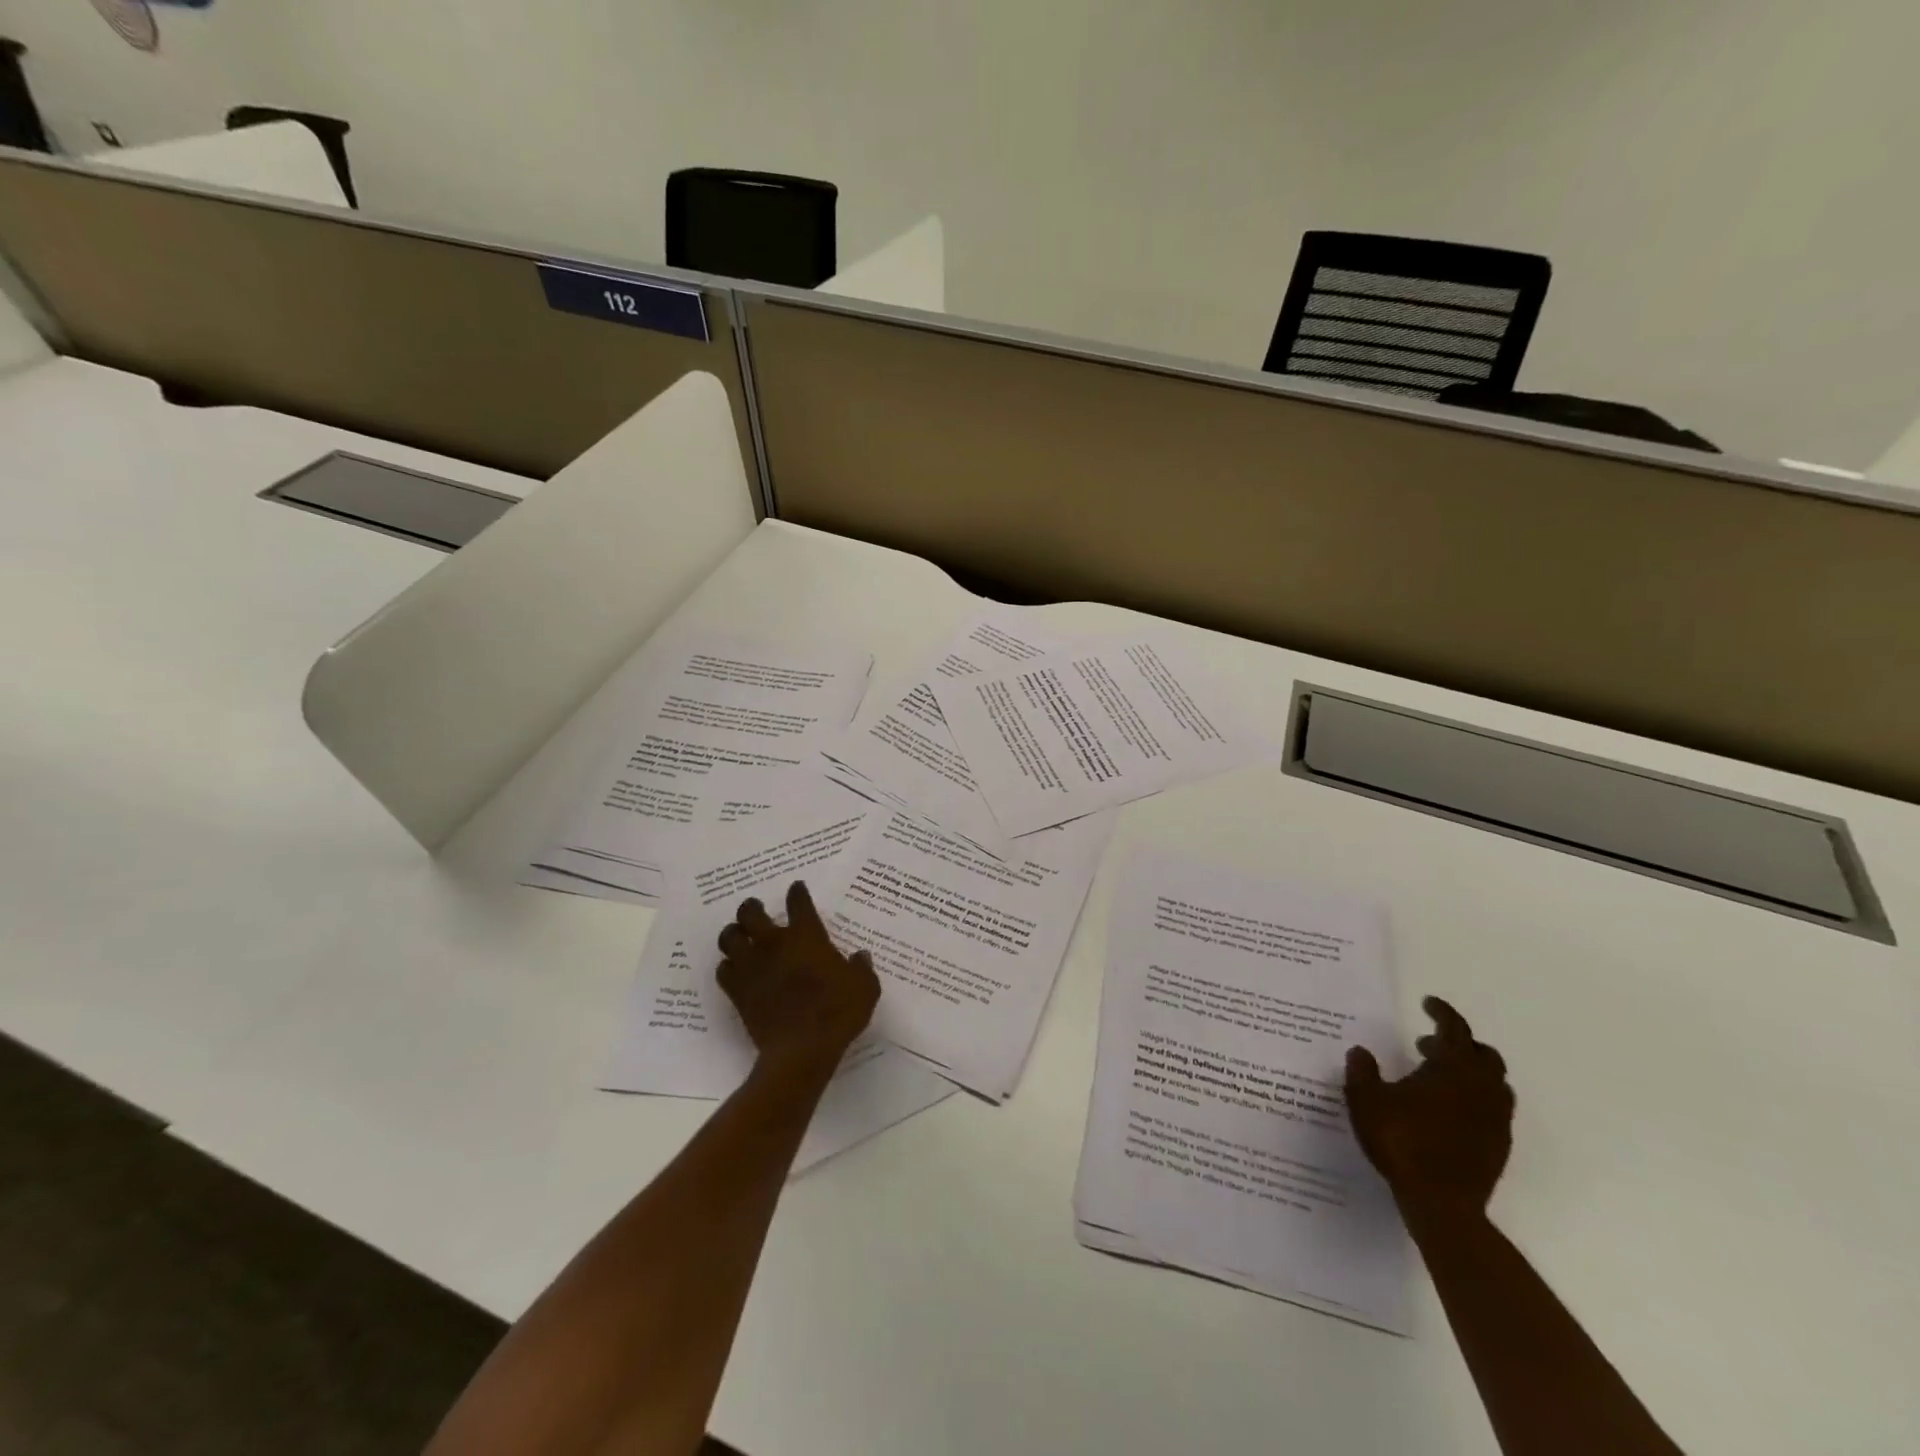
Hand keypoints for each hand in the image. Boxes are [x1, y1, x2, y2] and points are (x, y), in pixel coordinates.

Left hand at [716, 881, 880, 1078]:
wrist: (802, 1050)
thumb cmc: (838, 1012)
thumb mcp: (865, 987)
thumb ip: (861, 968)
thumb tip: (860, 957)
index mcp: (806, 936)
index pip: (798, 902)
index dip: (797, 892)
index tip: (797, 889)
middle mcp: (774, 944)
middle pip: (750, 912)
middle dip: (752, 907)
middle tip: (757, 909)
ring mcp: (752, 967)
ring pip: (729, 938)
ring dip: (734, 933)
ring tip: (740, 936)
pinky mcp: (738, 992)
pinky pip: (723, 970)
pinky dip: (728, 966)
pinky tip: (735, 969)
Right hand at [1345, 997, 1514, 1226]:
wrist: (1441, 1203)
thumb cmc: (1402, 1141)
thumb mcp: (1366, 1100)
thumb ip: (1363, 1071)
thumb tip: (1361, 1051)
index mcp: (1452, 1069)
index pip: (1455, 1029)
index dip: (1442, 1013)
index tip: (1428, 1003)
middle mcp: (1481, 1088)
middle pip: (1483, 1054)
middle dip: (1458, 1043)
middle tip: (1426, 1044)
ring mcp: (1495, 1119)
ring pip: (1493, 1083)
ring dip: (1469, 1071)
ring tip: (1436, 1077)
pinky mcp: (1498, 1145)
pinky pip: (1493, 1109)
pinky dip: (1474, 1098)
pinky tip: (1446, 1111)